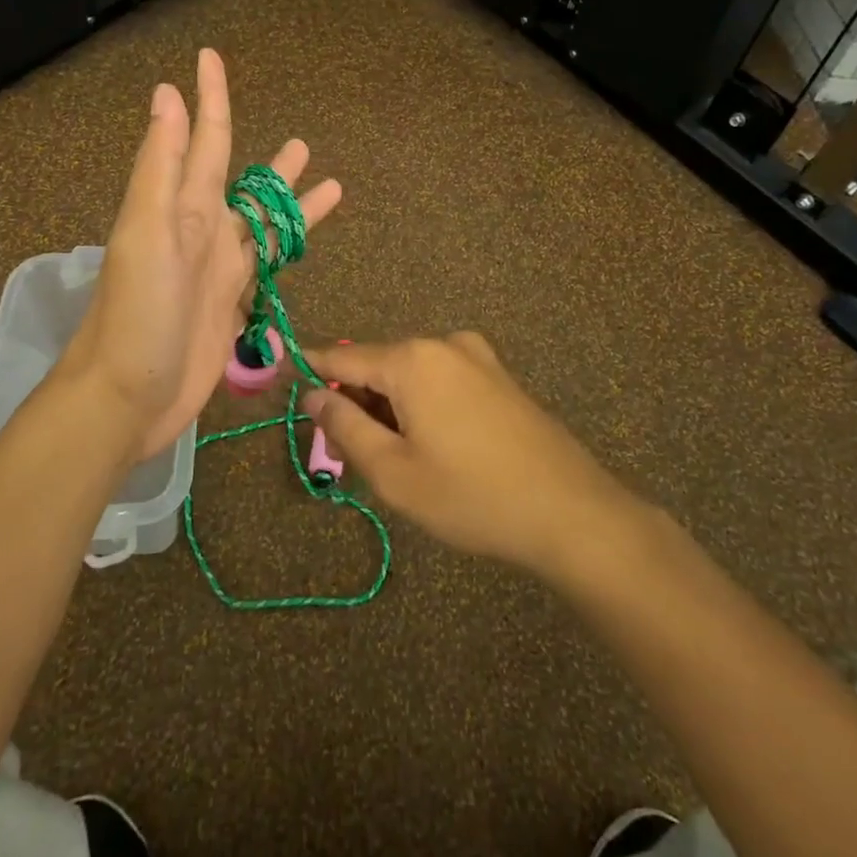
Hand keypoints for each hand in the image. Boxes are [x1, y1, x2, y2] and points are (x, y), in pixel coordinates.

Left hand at [63, 49, 341, 461]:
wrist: (127, 396)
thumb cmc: (136, 313)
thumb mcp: (146, 232)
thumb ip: (160, 166)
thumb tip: (166, 94)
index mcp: (180, 207)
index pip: (203, 140)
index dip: (209, 98)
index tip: (210, 56)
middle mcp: (200, 230)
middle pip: (241, 183)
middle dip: (268, 163)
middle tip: (302, 142)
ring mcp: (218, 269)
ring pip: (262, 225)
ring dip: (290, 203)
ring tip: (327, 182)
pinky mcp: (231, 304)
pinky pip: (267, 265)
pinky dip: (288, 250)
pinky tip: (305, 246)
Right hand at [304, 333, 644, 582]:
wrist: (571, 513)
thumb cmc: (472, 496)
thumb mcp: (394, 473)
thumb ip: (345, 427)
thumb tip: (313, 395)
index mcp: (412, 359)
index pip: (342, 357)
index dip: (311, 372)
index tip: (284, 382)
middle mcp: (443, 344)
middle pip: (378, 366)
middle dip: (358, 402)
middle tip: (351, 455)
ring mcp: (477, 356)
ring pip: (411, 376)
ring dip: (391, 409)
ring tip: (397, 462)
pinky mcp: (499, 376)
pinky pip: (442, 381)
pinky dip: (422, 407)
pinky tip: (435, 450)